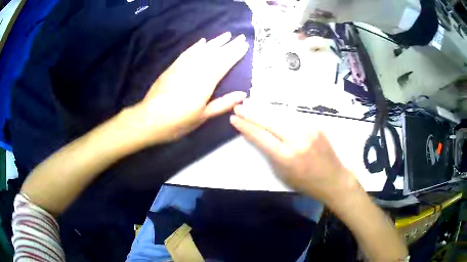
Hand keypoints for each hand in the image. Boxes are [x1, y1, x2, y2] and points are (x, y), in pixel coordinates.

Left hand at [127, 32, 248, 144]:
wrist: (148, 119)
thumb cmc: (177, 122)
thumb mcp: (202, 117)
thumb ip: (223, 104)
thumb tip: (243, 94)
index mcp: (205, 83)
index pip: (224, 63)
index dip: (235, 54)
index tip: (244, 45)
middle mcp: (195, 70)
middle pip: (215, 54)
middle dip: (229, 44)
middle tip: (240, 36)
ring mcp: (182, 67)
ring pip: (202, 50)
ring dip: (215, 42)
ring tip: (226, 35)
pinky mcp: (172, 68)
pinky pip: (186, 53)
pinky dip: (196, 46)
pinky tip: (203, 41)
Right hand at [230, 102, 362, 204]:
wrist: (333, 179)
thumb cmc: (306, 183)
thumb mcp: (282, 174)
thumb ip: (270, 154)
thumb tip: (258, 137)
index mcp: (286, 156)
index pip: (260, 136)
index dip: (245, 126)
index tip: (234, 119)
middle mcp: (296, 140)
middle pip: (269, 121)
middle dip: (251, 113)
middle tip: (239, 107)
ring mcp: (308, 130)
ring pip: (281, 115)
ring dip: (264, 110)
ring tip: (251, 104)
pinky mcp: (316, 126)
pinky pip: (294, 117)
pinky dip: (281, 114)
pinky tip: (272, 111)